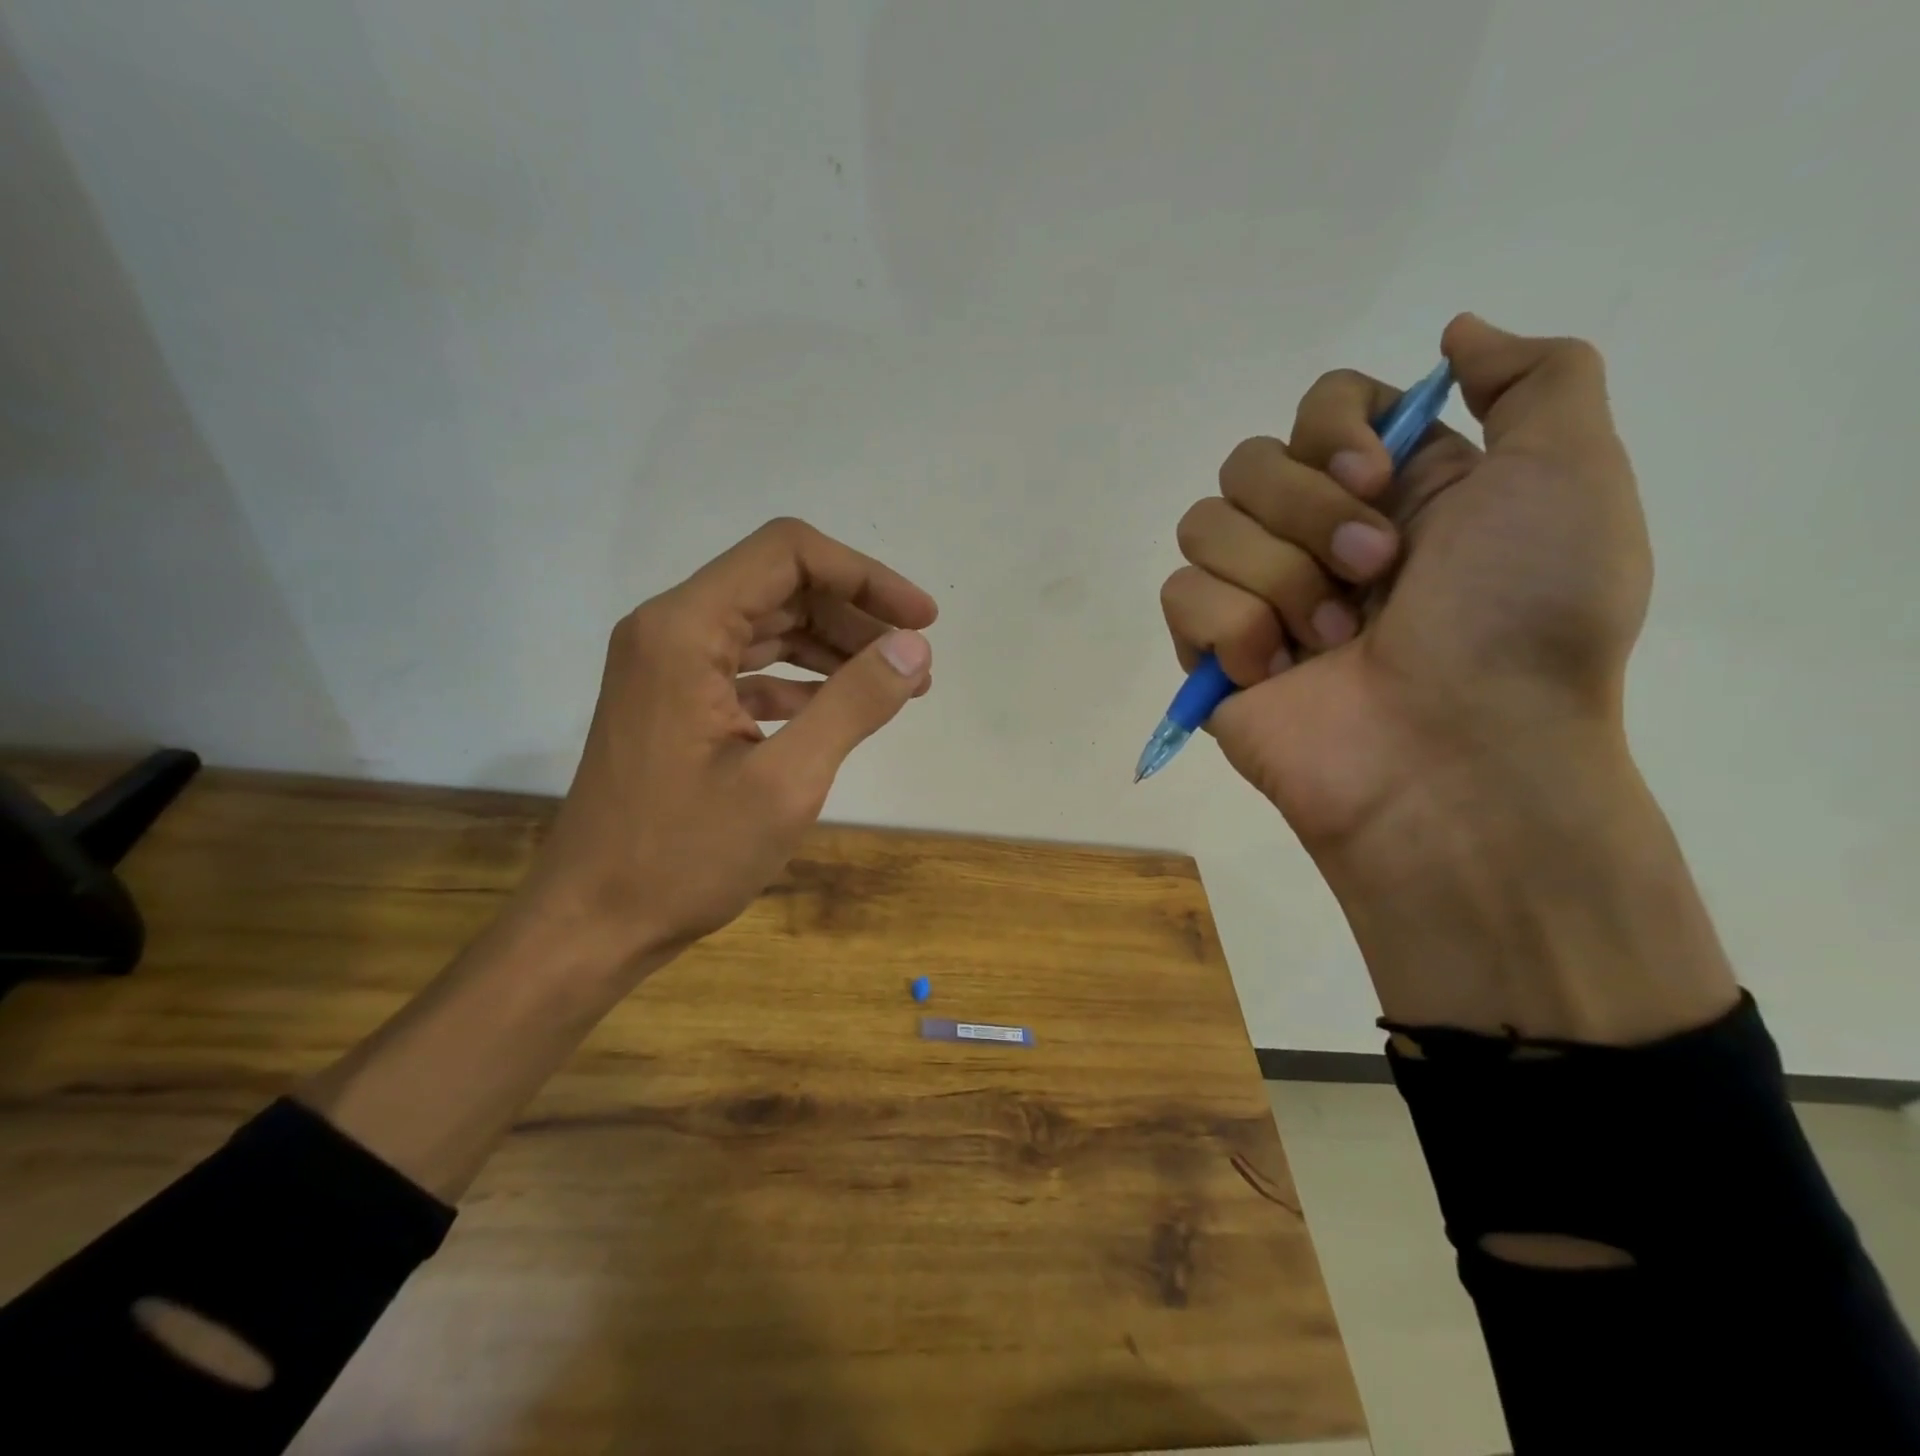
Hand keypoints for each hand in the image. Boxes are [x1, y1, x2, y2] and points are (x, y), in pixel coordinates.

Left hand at [522, 518, 936, 975]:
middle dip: (855, 614)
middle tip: (914, 661)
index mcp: (684, 629)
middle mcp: (669, 630)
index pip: (788, 554)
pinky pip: (749, 668)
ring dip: (834, 648)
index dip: (865, 575)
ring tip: (895, 685)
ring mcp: (667, 667)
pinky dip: (801, 681)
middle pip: (780, 586)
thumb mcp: (786, 781)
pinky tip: (840, 711)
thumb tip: (914, 647)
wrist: (594, 923)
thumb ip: (854, 703)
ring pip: (767, 626)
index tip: (920, 621)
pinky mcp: (674, 703)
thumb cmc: (684, 857)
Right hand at [1163, 315, 1735, 1040]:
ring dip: (1278, 579)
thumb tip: (1453, 334)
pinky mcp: (1210, 650)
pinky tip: (1278, 673)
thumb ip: (1534, 379)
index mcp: (1390, 491)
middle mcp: (1314, 535)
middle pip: (1247, 462)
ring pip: (1204, 524)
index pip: (1316, 407)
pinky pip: (1180, 594)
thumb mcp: (1569, 476)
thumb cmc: (1521, 621)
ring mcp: (1256, 595)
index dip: (1332, 430)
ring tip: (1333, 642)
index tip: (1376, 480)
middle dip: (1308, 517)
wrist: (1456, 758)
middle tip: (1376, 576)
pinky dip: (1233, 630)